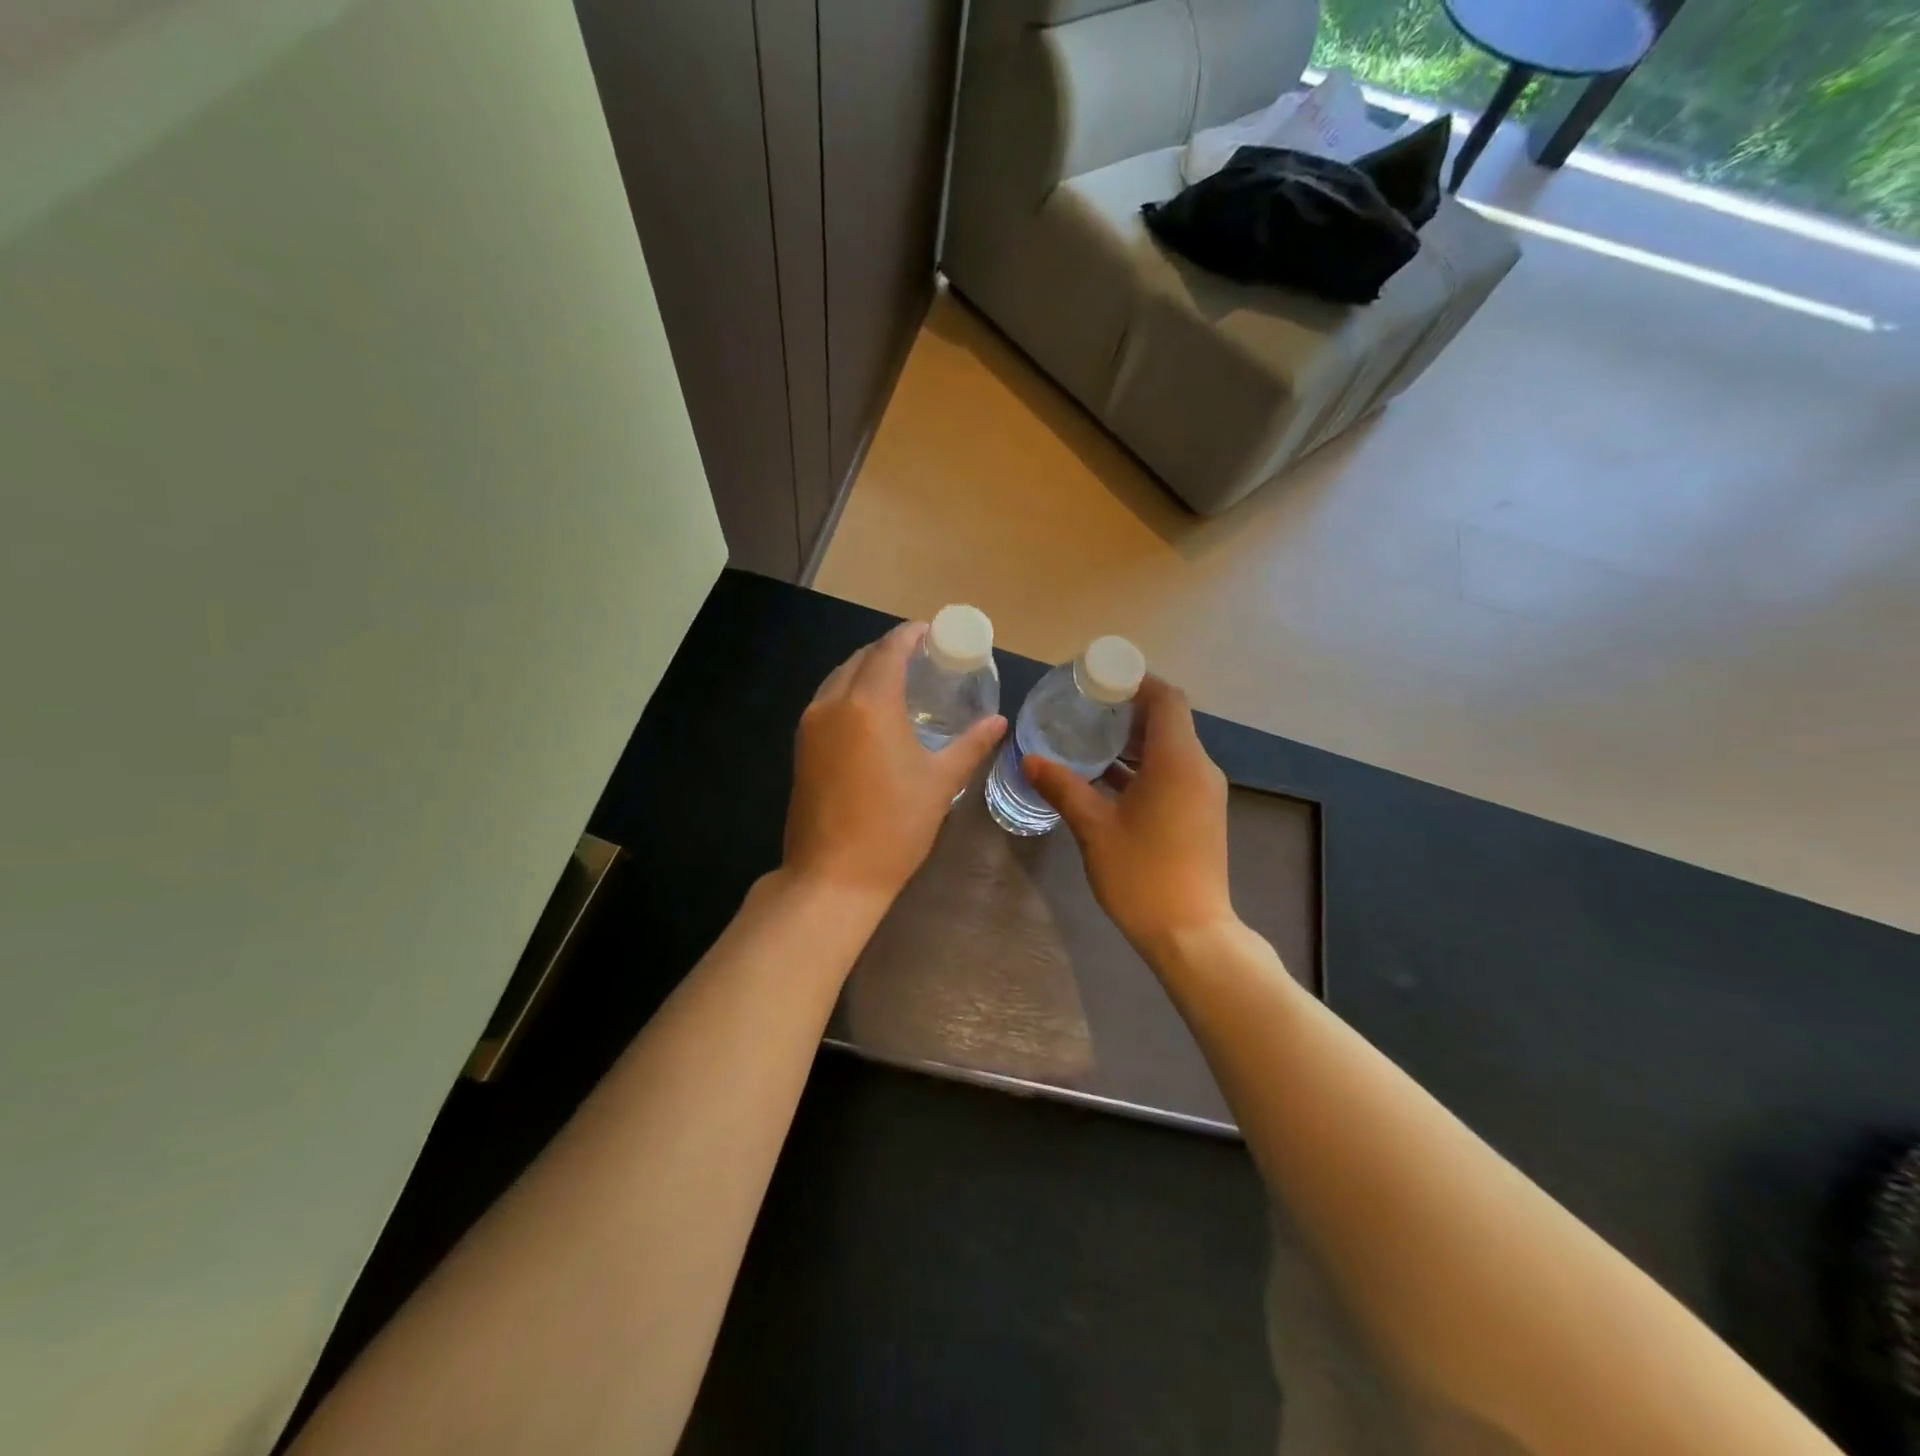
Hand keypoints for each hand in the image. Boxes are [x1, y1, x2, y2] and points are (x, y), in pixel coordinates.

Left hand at [783, 621, 1006, 903]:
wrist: (833, 876)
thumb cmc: (894, 827)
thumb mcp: (940, 782)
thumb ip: (970, 745)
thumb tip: (998, 721)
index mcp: (869, 704)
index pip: (889, 650)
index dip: (910, 635)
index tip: (931, 632)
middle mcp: (833, 703)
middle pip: (861, 658)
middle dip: (890, 650)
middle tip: (922, 658)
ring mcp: (810, 724)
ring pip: (839, 677)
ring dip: (867, 669)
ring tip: (899, 680)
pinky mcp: (801, 746)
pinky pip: (827, 700)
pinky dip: (850, 692)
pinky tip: (871, 711)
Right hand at [1025, 676, 1233, 951]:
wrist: (1191, 934)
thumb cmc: (1142, 874)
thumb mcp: (1094, 828)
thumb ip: (1063, 787)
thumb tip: (1030, 759)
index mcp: (1177, 761)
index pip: (1166, 698)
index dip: (1136, 682)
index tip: (1099, 680)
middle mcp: (1198, 768)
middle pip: (1168, 720)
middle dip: (1128, 710)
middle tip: (1084, 708)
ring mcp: (1203, 792)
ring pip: (1170, 748)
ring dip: (1133, 741)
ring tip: (1089, 739)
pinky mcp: (1200, 813)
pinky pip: (1173, 772)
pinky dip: (1143, 766)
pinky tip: (1106, 779)